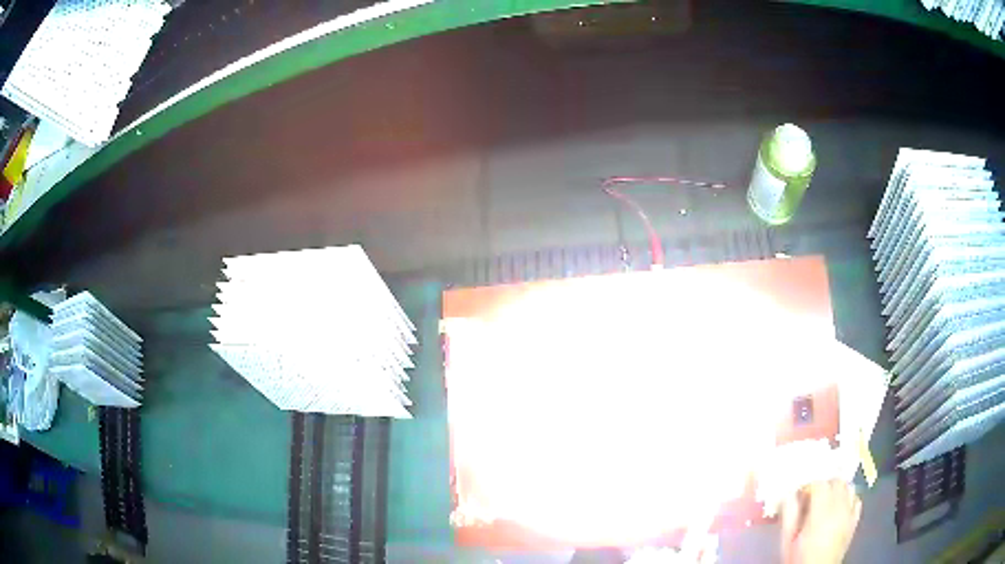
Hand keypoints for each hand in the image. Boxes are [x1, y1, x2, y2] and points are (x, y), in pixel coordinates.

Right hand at [780, 480, 860, 563]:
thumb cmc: (799, 558)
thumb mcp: (788, 539)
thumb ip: (789, 515)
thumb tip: (788, 493)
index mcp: (820, 513)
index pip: (819, 484)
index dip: (808, 485)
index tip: (800, 494)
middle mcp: (839, 509)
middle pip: (836, 481)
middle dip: (824, 484)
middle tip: (812, 495)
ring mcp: (849, 514)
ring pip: (849, 487)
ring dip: (838, 488)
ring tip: (826, 499)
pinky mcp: (854, 521)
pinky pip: (857, 500)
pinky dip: (849, 498)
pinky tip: (840, 506)